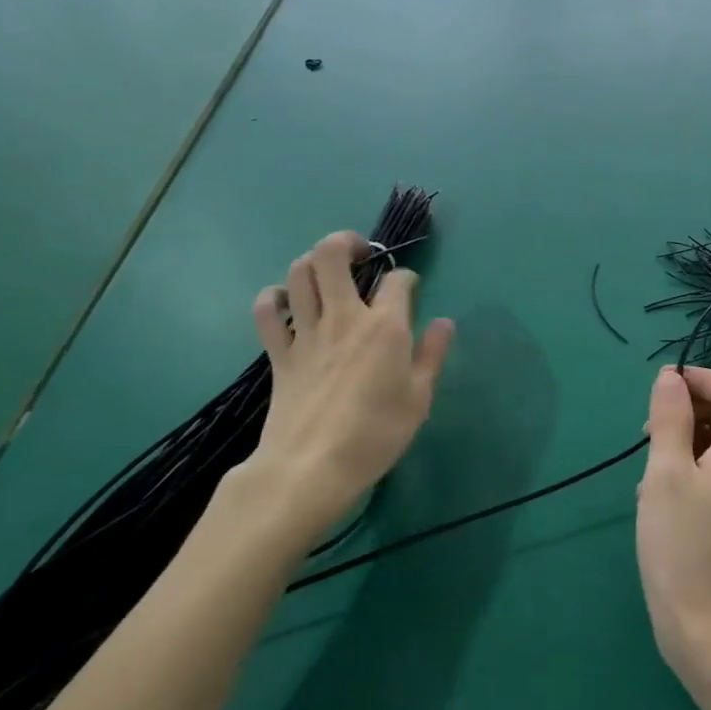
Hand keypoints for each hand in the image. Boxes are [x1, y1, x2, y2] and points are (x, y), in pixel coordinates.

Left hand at [244, 231, 453, 542]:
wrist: (313, 467)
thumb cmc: (376, 435)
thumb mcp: (419, 399)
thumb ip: (432, 355)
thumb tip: (444, 322)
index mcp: (385, 327)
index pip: (398, 280)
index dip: (407, 277)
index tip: (411, 289)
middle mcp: (344, 317)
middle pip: (332, 255)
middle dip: (347, 242)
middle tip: (361, 255)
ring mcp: (306, 333)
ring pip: (298, 273)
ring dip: (312, 263)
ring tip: (326, 273)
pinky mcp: (279, 353)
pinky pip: (267, 311)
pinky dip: (273, 298)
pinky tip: (286, 303)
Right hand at [636, 365, 710, 685]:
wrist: (707, 629)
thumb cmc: (683, 544)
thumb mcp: (666, 472)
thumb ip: (670, 417)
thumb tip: (670, 377)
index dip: (707, 379)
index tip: (665, 393)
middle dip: (689, 410)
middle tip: (649, 434)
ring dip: (682, 441)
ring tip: (649, 472)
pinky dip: (687, 469)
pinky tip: (657, 498)